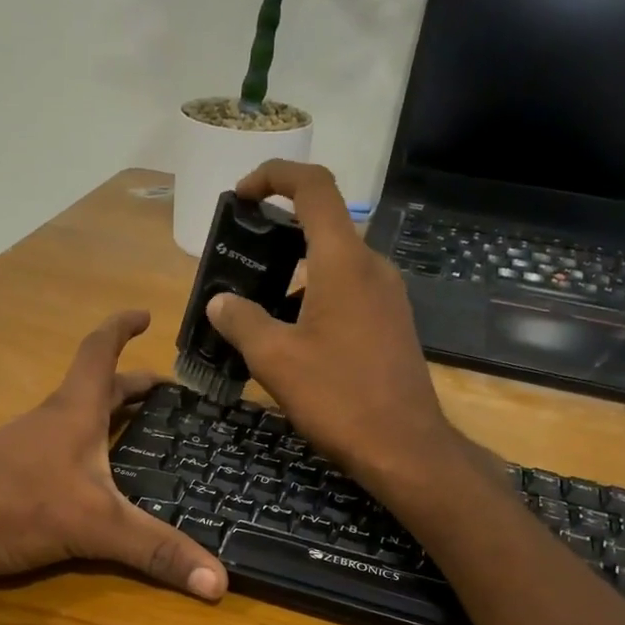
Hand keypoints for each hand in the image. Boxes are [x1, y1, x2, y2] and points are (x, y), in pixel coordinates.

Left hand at [0, 310, 227, 599]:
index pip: (100, 352)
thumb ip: (155, 551)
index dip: (122, 328)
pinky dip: (88, 452)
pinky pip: (63, 453)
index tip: (146, 315)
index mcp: (73, 412)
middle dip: (133, 386)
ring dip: (109, 419)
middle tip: (168, 395)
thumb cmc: (12, 505)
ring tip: (143, 436)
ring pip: (77, 421)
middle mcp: (51, 422)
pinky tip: (98, 482)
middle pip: (96, 389)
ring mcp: (27, 449)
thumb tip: (220, 582)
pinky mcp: (13, 478)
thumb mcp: (95, 526)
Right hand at [205, 161, 472, 496]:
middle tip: (239, 264)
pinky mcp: (392, 324)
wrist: (404, 448)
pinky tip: (292, 339)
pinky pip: (348, 293)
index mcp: (343, 262)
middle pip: (323, 226)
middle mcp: (372, 267)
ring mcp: (387, 297)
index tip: (241, 195)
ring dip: (293, 275)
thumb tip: (219, 301)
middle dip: (276, 235)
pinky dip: (315, 298)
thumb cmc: (338, 397)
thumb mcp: (275, 360)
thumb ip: (242, 321)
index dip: (274, 175)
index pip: (314, 187)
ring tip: (256, 310)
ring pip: (333, 265)